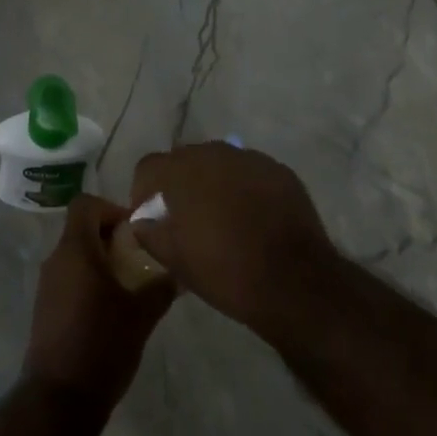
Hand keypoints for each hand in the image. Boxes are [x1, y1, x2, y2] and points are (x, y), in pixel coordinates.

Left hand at [24, 194, 174, 410]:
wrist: (60, 399)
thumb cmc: (102, 345)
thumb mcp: (141, 315)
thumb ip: (161, 287)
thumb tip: (181, 272)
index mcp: (76, 249)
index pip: (86, 203)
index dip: (111, 208)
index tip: (134, 231)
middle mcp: (56, 259)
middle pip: (81, 229)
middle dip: (110, 238)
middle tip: (138, 259)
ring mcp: (47, 284)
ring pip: (75, 255)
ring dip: (100, 262)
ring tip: (129, 286)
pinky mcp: (45, 308)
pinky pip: (68, 279)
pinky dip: (88, 282)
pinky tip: (110, 310)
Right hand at [129, 143, 337, 332]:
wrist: (295, 282)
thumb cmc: (226, 273)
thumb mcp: (176, 261)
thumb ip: (150, 233)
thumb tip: (141, 222)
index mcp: (181, 171)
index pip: (149, 166)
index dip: (144, 190)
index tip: (151, 216)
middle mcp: (213, 153)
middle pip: (184, 159)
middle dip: (180, 183)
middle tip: (186, 217)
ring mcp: (249, 158)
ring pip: (219, 163)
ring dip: (213, 183)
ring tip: (222, 216)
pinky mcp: (278, 169)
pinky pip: (249, 172)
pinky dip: (244, 188)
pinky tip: (252, 217)